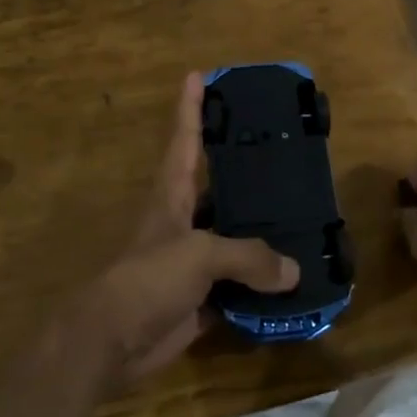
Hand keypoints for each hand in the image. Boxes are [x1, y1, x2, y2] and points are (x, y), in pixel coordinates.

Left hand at [75, 73, 298, 392]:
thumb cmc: (148, 279)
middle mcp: (184, 221)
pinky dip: (263, 284)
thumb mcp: (199, 254)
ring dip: (263, 231)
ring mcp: (192, 261)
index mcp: (173, 195)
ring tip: (304, 214)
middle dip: (246, 170)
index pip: (183, 139)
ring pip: (234, 238)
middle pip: (218, 187)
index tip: (199, 74)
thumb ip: (248, 256)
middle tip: (284, 151)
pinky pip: (240, 285)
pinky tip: (294, 278)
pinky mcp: (201, 298)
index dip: (190, 107)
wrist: (112, 342)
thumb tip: (294, 271)